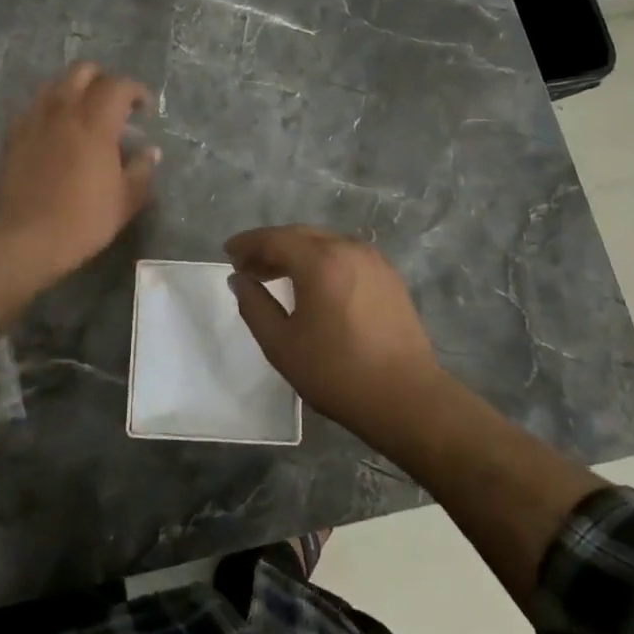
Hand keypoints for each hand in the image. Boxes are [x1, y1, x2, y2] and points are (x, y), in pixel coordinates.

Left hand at [0, 63, 158, 326]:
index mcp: (96, 122)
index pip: (118, 85)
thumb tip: (150, 151)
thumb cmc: (82, 221)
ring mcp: (34, 120)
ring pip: (54, 84)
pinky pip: (33, 107)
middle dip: (103, 80)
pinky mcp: (12, 135)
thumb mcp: (125, 201)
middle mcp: (64, 111)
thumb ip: (141, 170)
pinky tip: (54, 131)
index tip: (144, 108)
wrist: (23, 239)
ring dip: (73, 90)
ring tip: (82, 113)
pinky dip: (48, 109)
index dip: (136, 90)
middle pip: (83, 71)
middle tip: (114, 104)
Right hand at [226, 225, 450, 452]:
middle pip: (300, 235)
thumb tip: (239, 279)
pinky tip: (313, 284)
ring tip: (276, 275)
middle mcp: (348, 249)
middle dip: (270, 246)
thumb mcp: (281, 344)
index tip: (228, 252)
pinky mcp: (388, 276)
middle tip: (247, 266)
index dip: (247, 243)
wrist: (406, 398)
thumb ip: (254, 305)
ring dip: (296, 253)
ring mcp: (373, 260)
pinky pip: (345, 255)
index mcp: (320, 261)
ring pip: (324, 243)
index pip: (274, 238)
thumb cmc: (336, 373)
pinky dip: (322, 260)